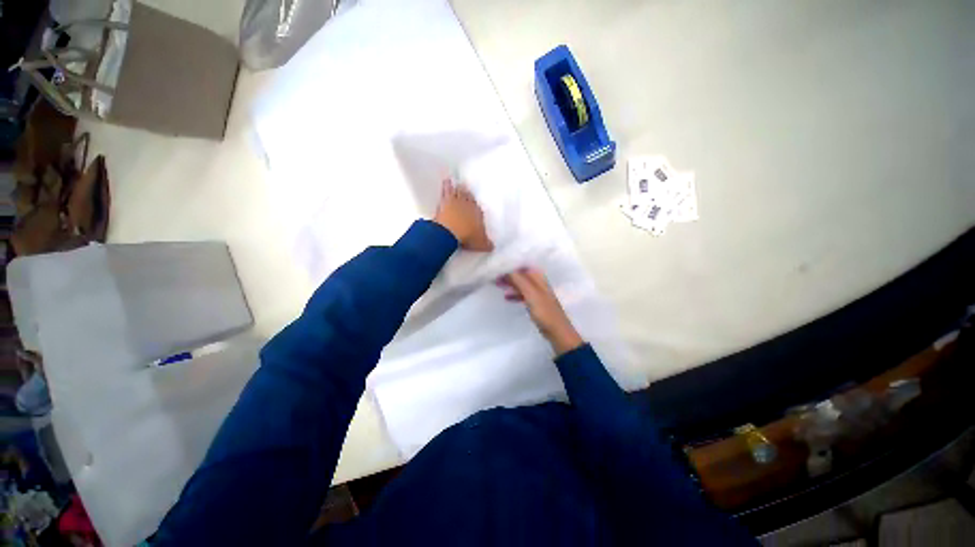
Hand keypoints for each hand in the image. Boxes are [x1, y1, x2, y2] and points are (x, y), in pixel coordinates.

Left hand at [433, 178, 493, 251]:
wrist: (451, 231)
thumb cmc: (468, 236)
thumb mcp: (481, 244)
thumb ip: (487, 244)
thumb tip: (492, 247)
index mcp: (478, 214)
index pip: (479, 210)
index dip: (476, 210)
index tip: (476, 208)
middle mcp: (469, 205)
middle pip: (469, 198)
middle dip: (468, 195)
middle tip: (467, 190)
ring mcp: (456, 202)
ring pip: (459, 192)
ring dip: (459, 188)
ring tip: (458, 183)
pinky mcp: (444, 201)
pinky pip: (446, 191)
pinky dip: (446, 186)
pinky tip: (446, 181)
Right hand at [498, 268, 583, 355]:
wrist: (556, 331)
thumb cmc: (544, 311)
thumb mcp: (530, 293)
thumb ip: (518, 280)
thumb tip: (505, 269)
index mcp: (539, 277)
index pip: (522, 265)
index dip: (510, 265)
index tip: (496, 266)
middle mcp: (538, 282)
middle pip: (521, 274)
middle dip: (508, 274)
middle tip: (493, 276)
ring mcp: (537, 292)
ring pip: (520, 284)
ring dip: (510, 283)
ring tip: (497, 284)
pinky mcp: (535, 303)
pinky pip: (522, 294)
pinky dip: (514, 293)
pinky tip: (506, 297)